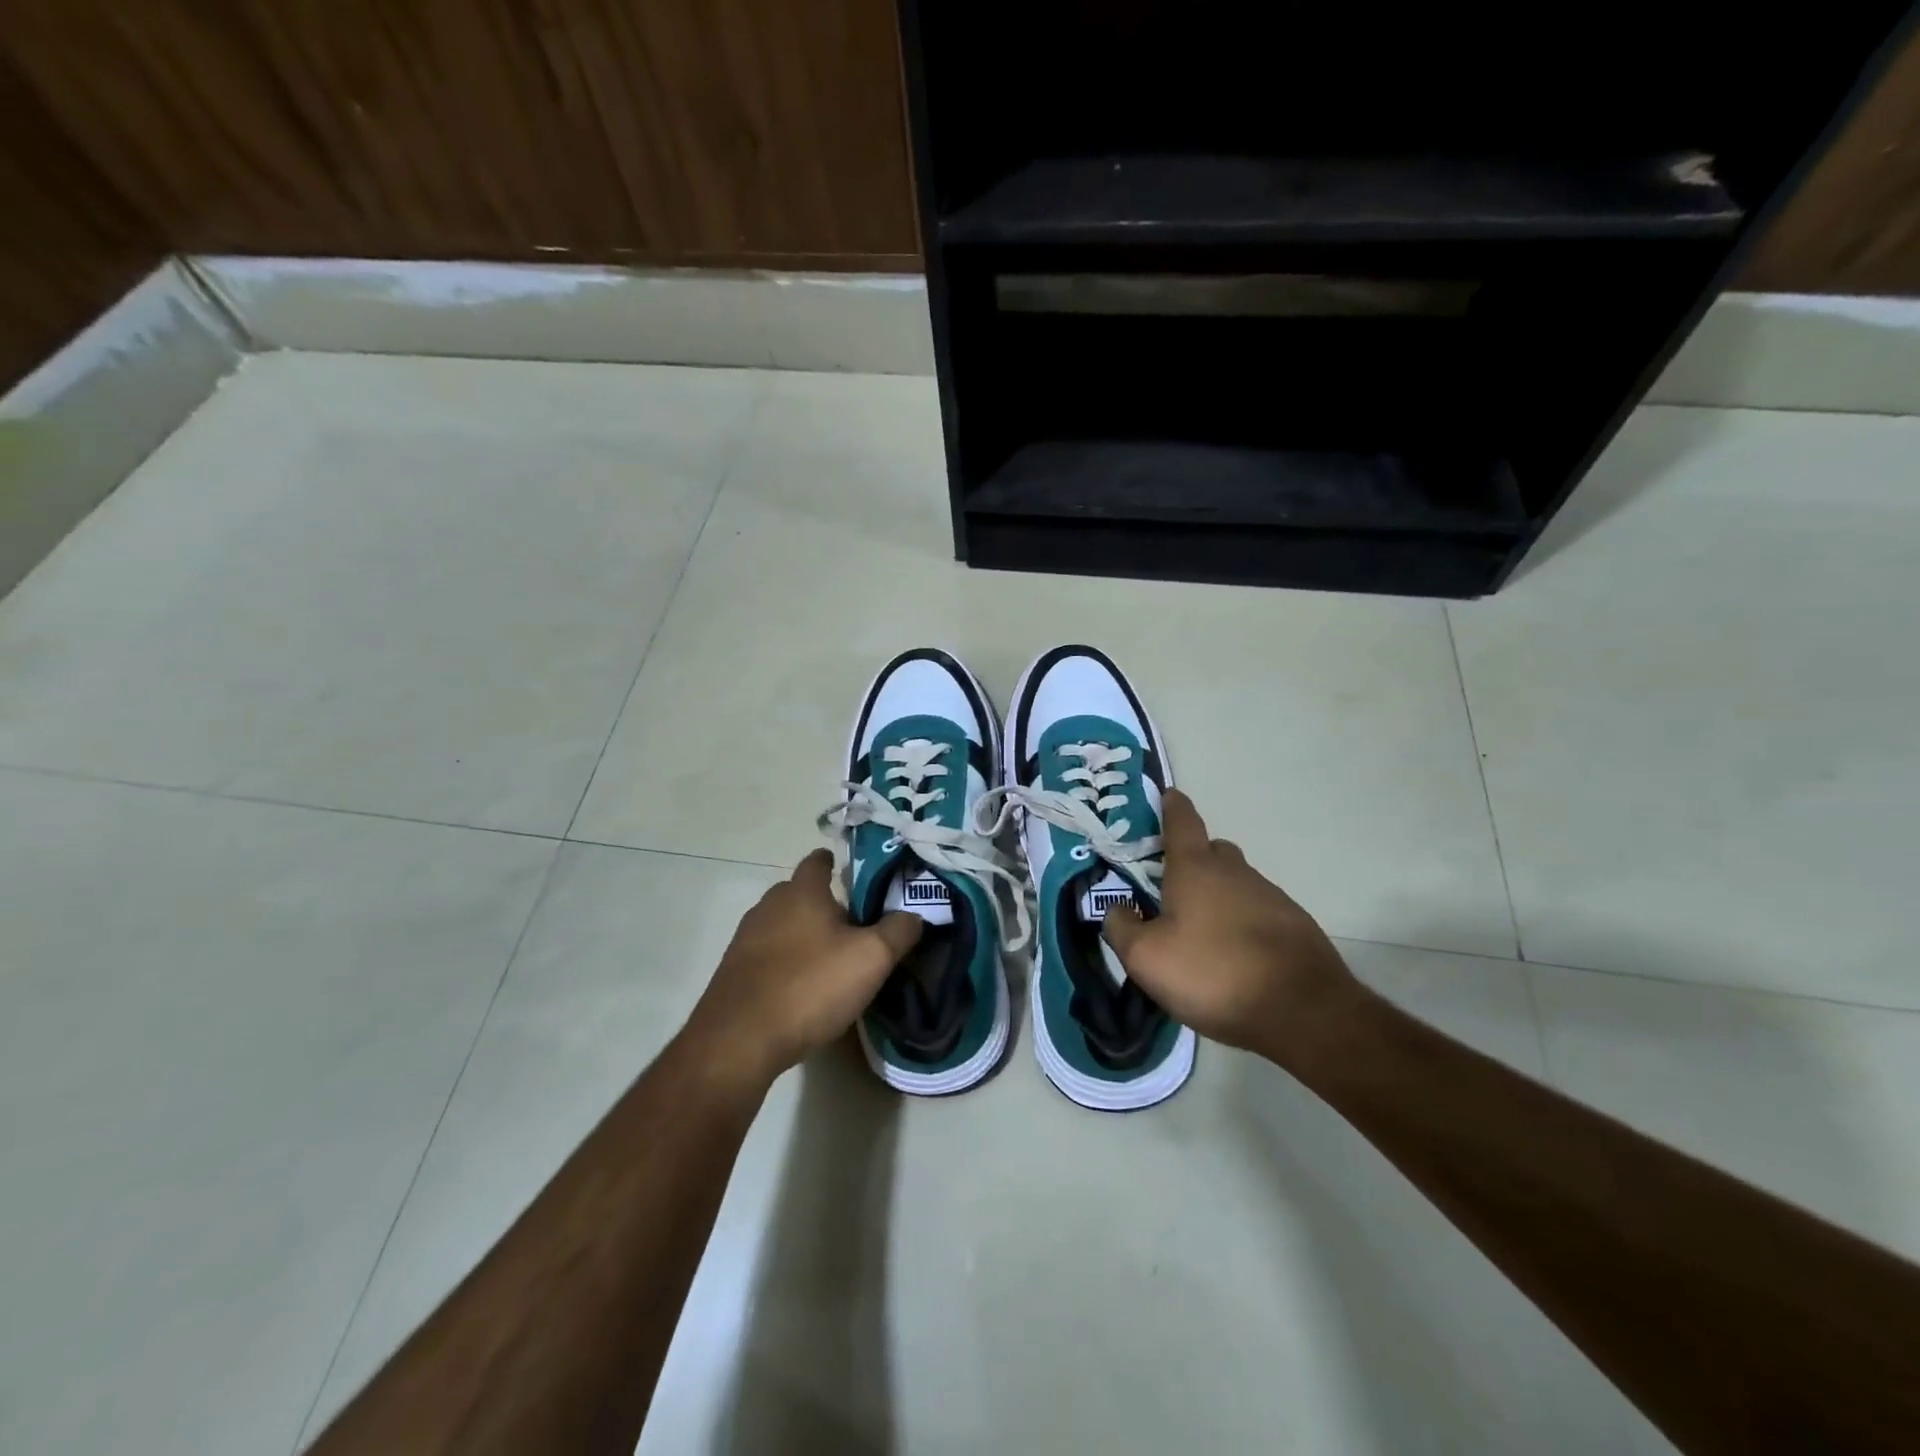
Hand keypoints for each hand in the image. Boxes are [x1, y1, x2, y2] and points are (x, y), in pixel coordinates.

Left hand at [683, 849, 922, 1087]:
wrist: (739, 1040)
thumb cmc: (810, 986)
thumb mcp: (871, 958)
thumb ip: (898, 931)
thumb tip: (915, 915)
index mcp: (801, 891)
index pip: (818, 861)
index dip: (837, 864)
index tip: (856, 876)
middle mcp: (769, 905)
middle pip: (801, 893)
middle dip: (825, 904)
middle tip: (856, 926)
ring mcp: (746, 939)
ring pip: (784, 925)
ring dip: (805, 935)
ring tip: (832, 960)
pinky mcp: (734, 971)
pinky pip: (769, 955)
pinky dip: (787, 962)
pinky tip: (803, 987)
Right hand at [1101, 790, 1362, 1067]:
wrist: (1303, 1011)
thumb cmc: (1213, 973)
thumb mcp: (1146, 958)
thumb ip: (1121, 928)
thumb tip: (1118, 909)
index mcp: (1195, 868)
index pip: (1182, 821)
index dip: (1171, 806)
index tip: (1167, 795)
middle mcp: (1235, 872)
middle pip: (1212, 851)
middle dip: (1192, 859)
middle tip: (1171, 887)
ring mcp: (1270, 897)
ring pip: (1236, 883)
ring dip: (1217, 896)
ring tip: (1201, 933)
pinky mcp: (1294, 926)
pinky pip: (1258, 911)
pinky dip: (1242, 922)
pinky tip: (1234, 955)